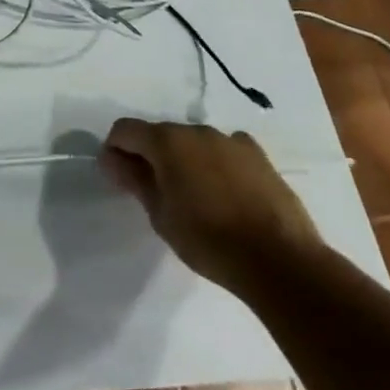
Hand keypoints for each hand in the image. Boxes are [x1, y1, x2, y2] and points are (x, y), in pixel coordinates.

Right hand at [99, 118, 321, 289]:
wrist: (279, 260)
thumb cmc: (208, 240)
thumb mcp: (160, 214)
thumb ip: (133, 179)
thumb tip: (110, 157)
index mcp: (167, 141)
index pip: (126, 130)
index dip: (116, 149)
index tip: (118, 176)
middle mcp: (196, 130)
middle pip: (161, 134)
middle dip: (151, 156)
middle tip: (156, 193)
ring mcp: (231, 140)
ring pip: (194, 142)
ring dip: (185, 160)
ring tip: (195, 198)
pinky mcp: (258, 155)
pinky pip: (225, 151)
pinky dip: (217, 164)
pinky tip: (225, 193)